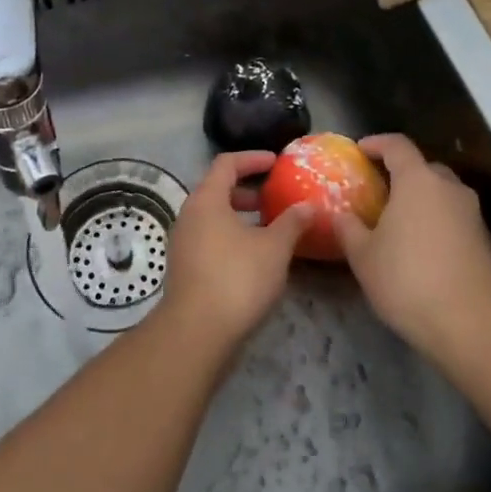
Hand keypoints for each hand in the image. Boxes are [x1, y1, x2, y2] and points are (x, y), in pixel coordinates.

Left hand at [157, 151, 313, 351]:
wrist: (196, 332)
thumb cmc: (237, 278)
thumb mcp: (274, 248)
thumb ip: (292, 222)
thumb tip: (308, 206)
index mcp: (206, 200)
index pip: (226, 164)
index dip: (252, 159)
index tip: (276, 162)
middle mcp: (189, 215)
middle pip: (216, 190)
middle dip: (246, 191)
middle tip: (273, 198)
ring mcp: (182, 243)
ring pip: (212, 217)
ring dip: (239, 217)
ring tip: (268, 229)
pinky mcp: (184, 268)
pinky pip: (208, 239)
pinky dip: (230, 237)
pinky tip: (253, 257)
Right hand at [331, 134, 490, 367]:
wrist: (473, 327)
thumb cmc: (408, 281)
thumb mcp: (364, 257)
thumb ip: (348, 229)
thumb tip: (340, 215)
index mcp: (418, 181)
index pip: (397, 145)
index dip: (376, 143)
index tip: (359, 151)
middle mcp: (449, 188)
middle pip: (423, 167)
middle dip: (399, 173)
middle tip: (376, 190)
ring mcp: (472, 214)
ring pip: (441, 194)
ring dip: (419, 199)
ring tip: (395, 221)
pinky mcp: (484, 241)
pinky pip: (453, 217)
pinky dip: (434, 221)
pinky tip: (418, 247)